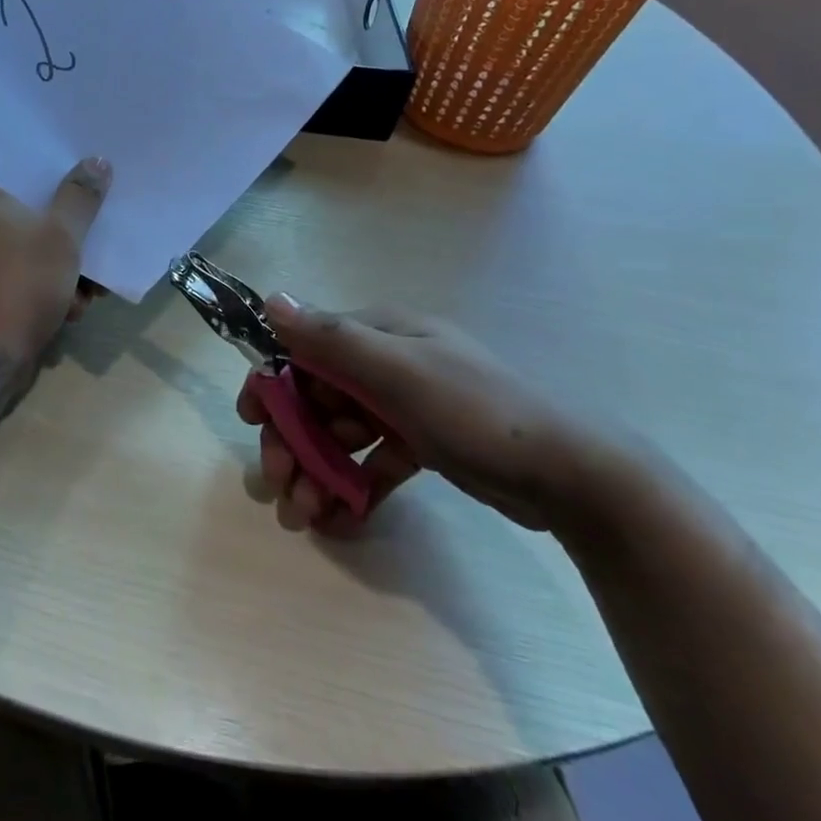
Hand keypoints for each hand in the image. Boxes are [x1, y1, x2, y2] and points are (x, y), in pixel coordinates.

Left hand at [0, 158, 111, 361]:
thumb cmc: (20, 283)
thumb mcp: (60, 235)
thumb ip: (81, 197)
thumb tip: (96, 161)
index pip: (30, 174)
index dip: (67, 180)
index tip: (99, 186)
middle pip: (41, 214)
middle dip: (76, 238)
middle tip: (104, 247)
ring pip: (43, 249)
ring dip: (73, 271)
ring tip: (92, 292)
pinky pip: (34, 275)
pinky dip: (56, 290)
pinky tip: (73, 310)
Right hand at [241, 296, 629, 536]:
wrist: (571, 476)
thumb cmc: (477, 412)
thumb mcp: (400, 373)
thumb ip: (332, 339)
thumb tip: (271, 300)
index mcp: (381, 335)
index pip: (307, 351)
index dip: (274, 384)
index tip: (249, 421)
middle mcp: (389, 363)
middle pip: (319, 397)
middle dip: (294, 441)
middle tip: (279, 487)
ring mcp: (407, 404)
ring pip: (343, 433)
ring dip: (318, 470)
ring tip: (307, 516)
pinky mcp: (423, 443)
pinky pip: (373, 460)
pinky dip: (354, 485)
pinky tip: (340, 520)